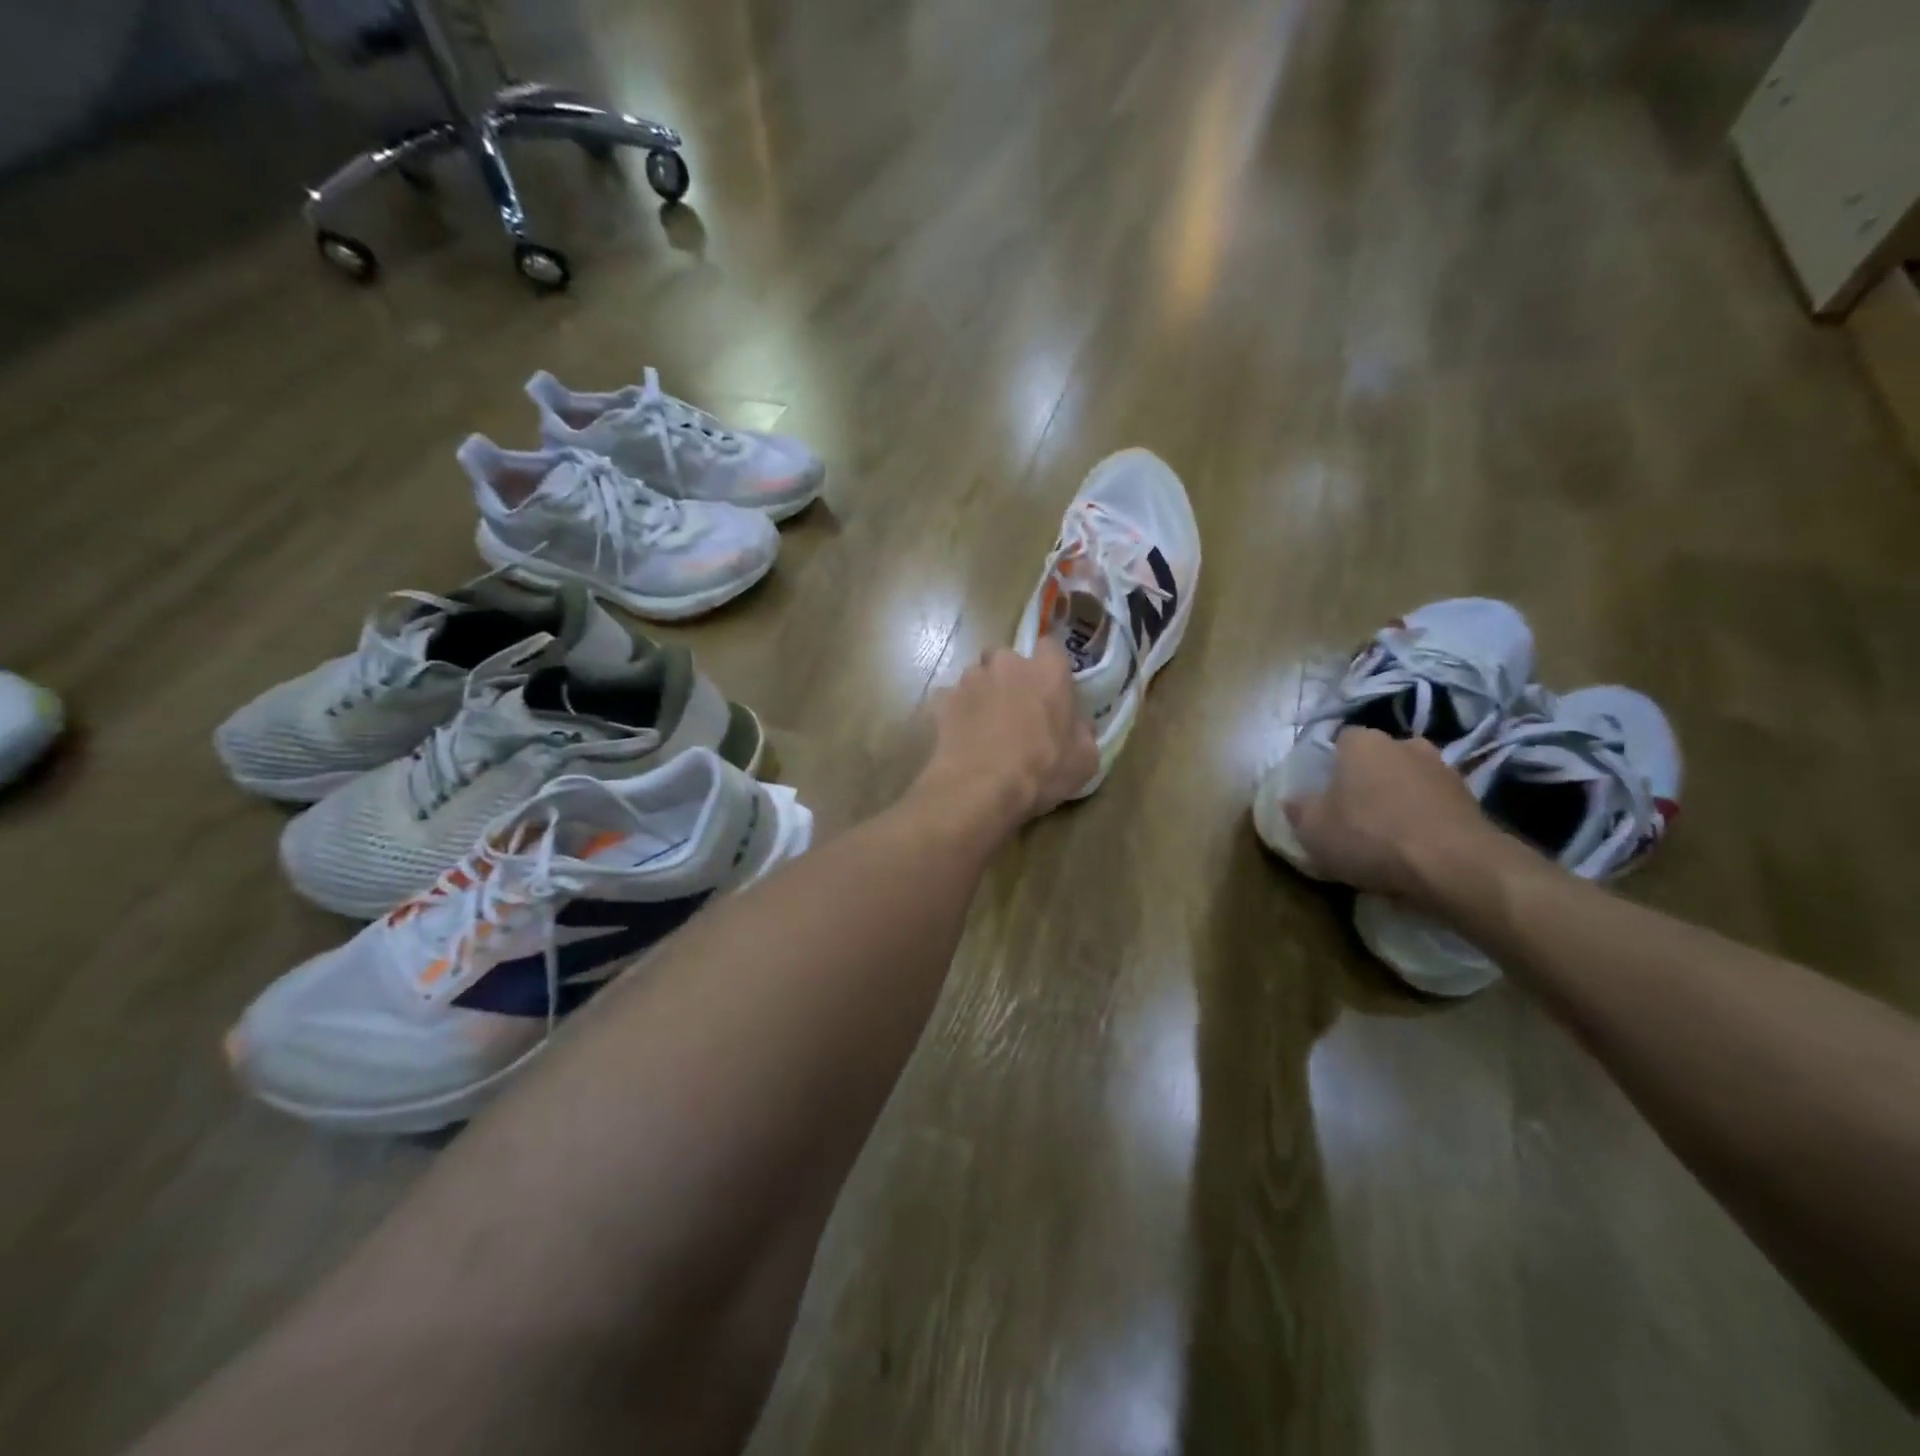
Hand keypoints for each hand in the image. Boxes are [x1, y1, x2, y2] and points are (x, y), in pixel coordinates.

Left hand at [918, 642, 1098, 830]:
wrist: (980, 788)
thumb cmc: (1041, 771)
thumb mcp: (1084, 760)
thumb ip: (1083, 732)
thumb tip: (1079, 725)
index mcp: (1047, 672)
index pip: (1051, 647)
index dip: (1049, 667)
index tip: (1049, 689)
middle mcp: (1007, 664)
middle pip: (1007, 658)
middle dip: (1010, 677)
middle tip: (1014, 709)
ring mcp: (970, 679)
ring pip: (977, 676)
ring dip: (982, 693)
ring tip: (984, 726)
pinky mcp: (942, 699)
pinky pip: (951, 699)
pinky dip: (956, 712)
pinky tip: (960, 736)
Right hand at [1283, 727, 1498, 901]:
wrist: (1453, 865)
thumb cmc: (1370, 836)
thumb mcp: (1313, 829)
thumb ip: (1299, 809)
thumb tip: (1293, 800)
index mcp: (1363, 743)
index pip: (1341, 739)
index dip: (1331, 764)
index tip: (1326, 791)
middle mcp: (1405, 744)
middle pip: (1379, 758)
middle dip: (1369, 779)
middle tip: (1356, 811)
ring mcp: (1444, 770)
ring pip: (1410, 780)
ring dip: (1401, 798)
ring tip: (1389, 834)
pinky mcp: (1472, 800)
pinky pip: (1436, 805)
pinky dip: (1426, 819)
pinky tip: (1417, 846)